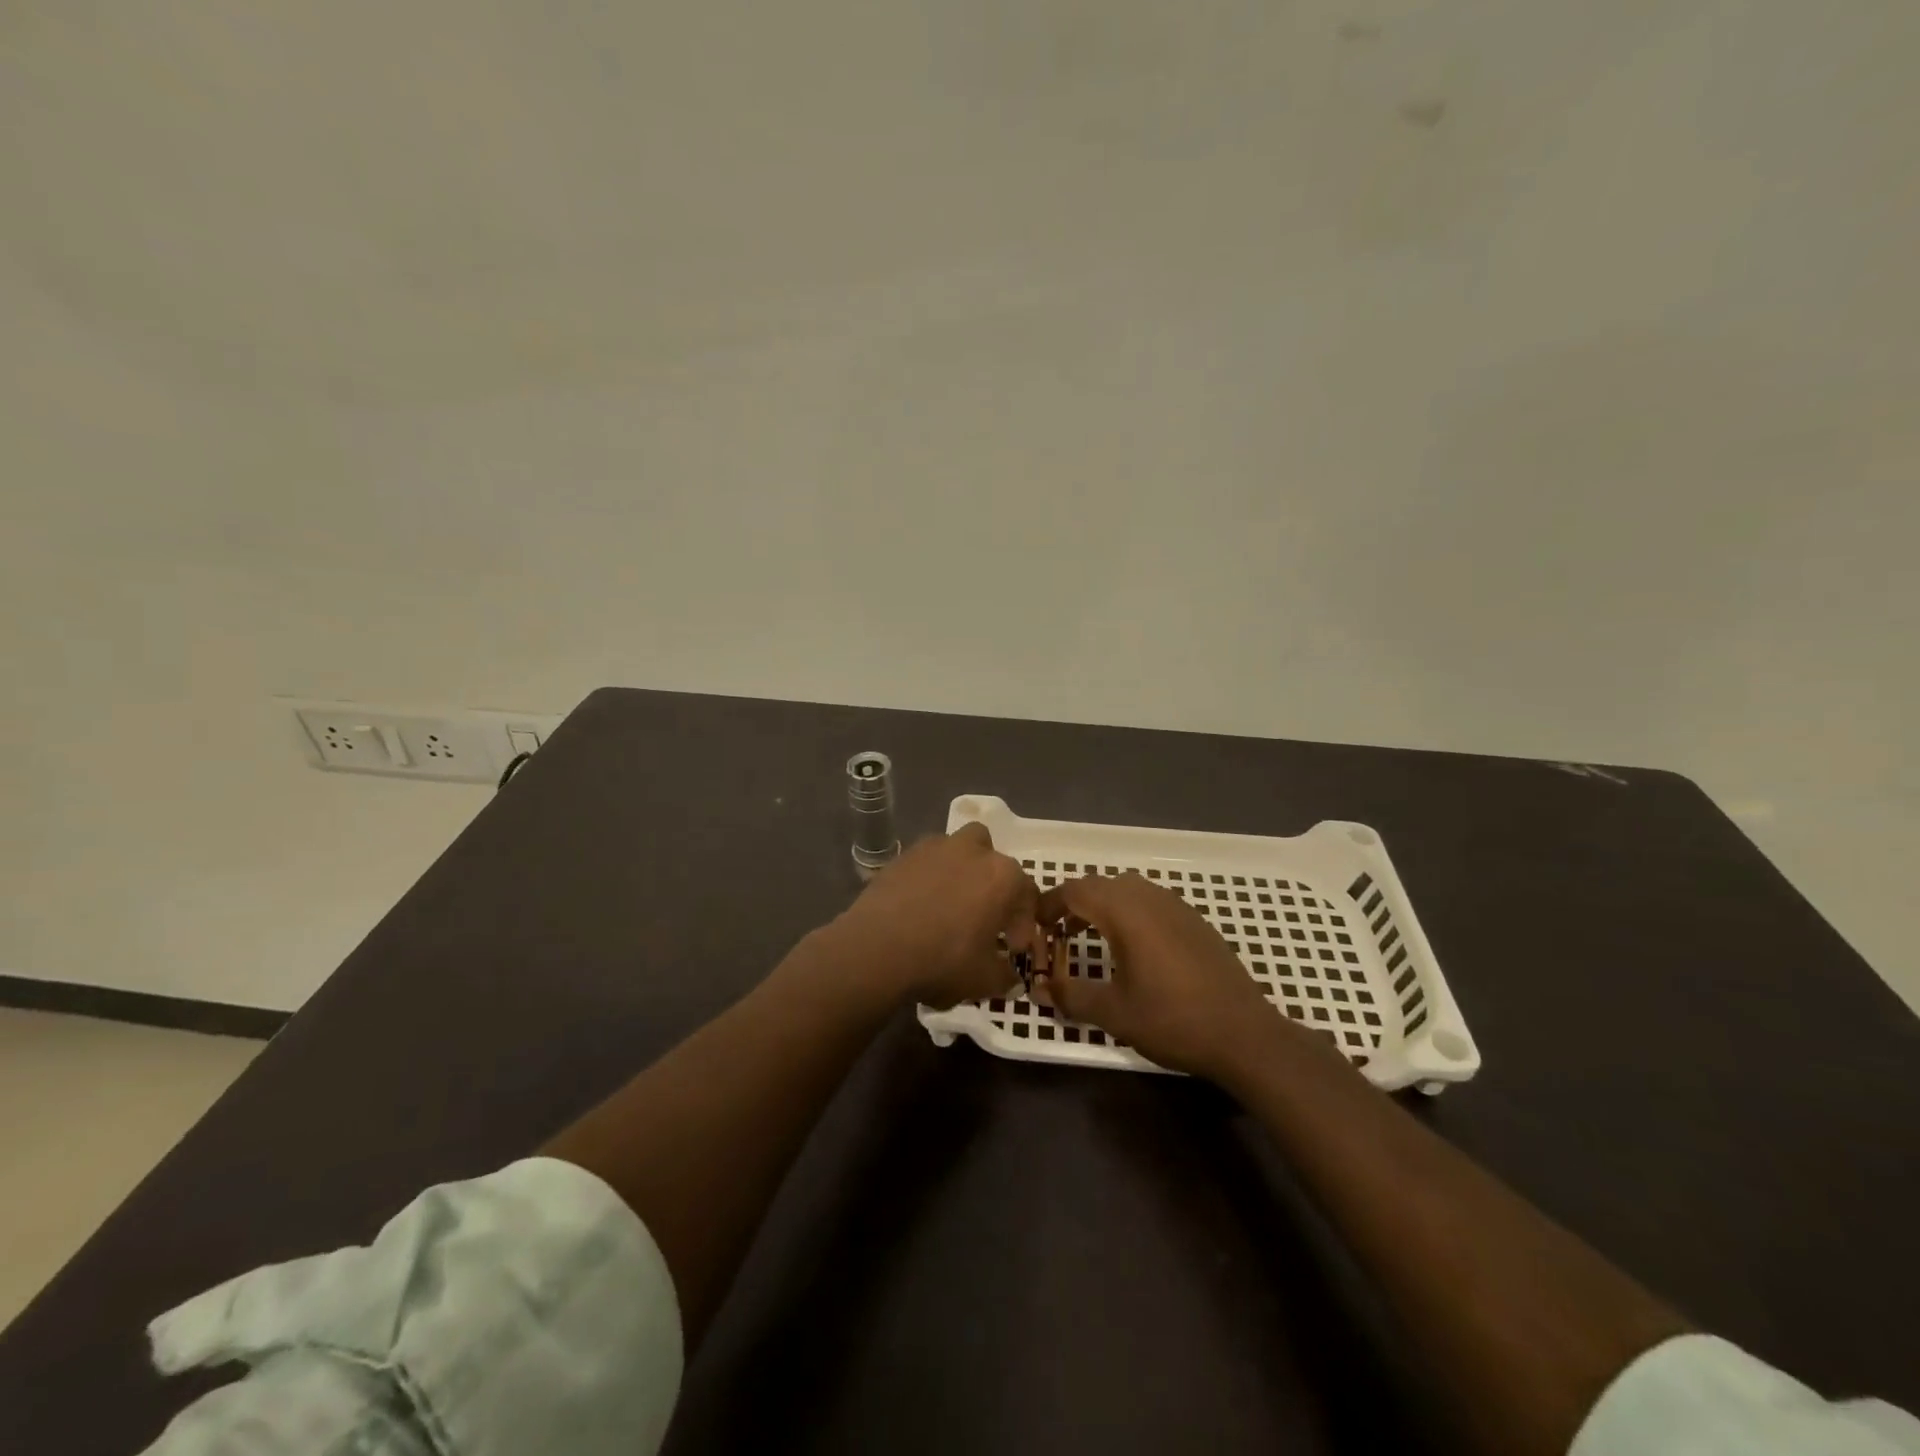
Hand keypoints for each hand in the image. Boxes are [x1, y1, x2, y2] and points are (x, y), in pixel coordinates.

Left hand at [826, 823, 1039, 1008]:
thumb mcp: (983, 981)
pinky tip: (920, 907)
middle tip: (984, 917)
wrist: (875, 949)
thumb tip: (1011, 979)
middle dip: (994, 884)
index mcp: (1002, 876)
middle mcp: (972, 850)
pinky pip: (926, 863)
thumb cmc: (942, 961)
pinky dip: (929, 879)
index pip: (1026, 893)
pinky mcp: (902, 856)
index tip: (1012, 948)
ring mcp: (934, 848)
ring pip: (957, 851)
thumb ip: (1005, 977)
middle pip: (993, 859)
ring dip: (961, 873)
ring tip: (951, 906)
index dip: (1022, 922)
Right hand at [1034, 872, 1285, 1078]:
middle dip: (1072, 903)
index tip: (1033, 925)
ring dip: (1101, 906)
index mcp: (1124, 911)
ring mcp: (1175, 906)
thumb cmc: (1173, 1019)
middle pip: (1099, 885)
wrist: (1245, 1034)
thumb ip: (1072, 996)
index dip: (1048, 904)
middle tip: (1055, 933)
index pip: (1074, 890)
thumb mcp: (1114, 1012)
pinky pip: (1149, 902)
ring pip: (1126, 890)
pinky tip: (1131, 947)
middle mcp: (1148, 897)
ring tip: (1088, 936)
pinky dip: (1127, 913)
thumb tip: (1040, 989)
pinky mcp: (1194, 920)